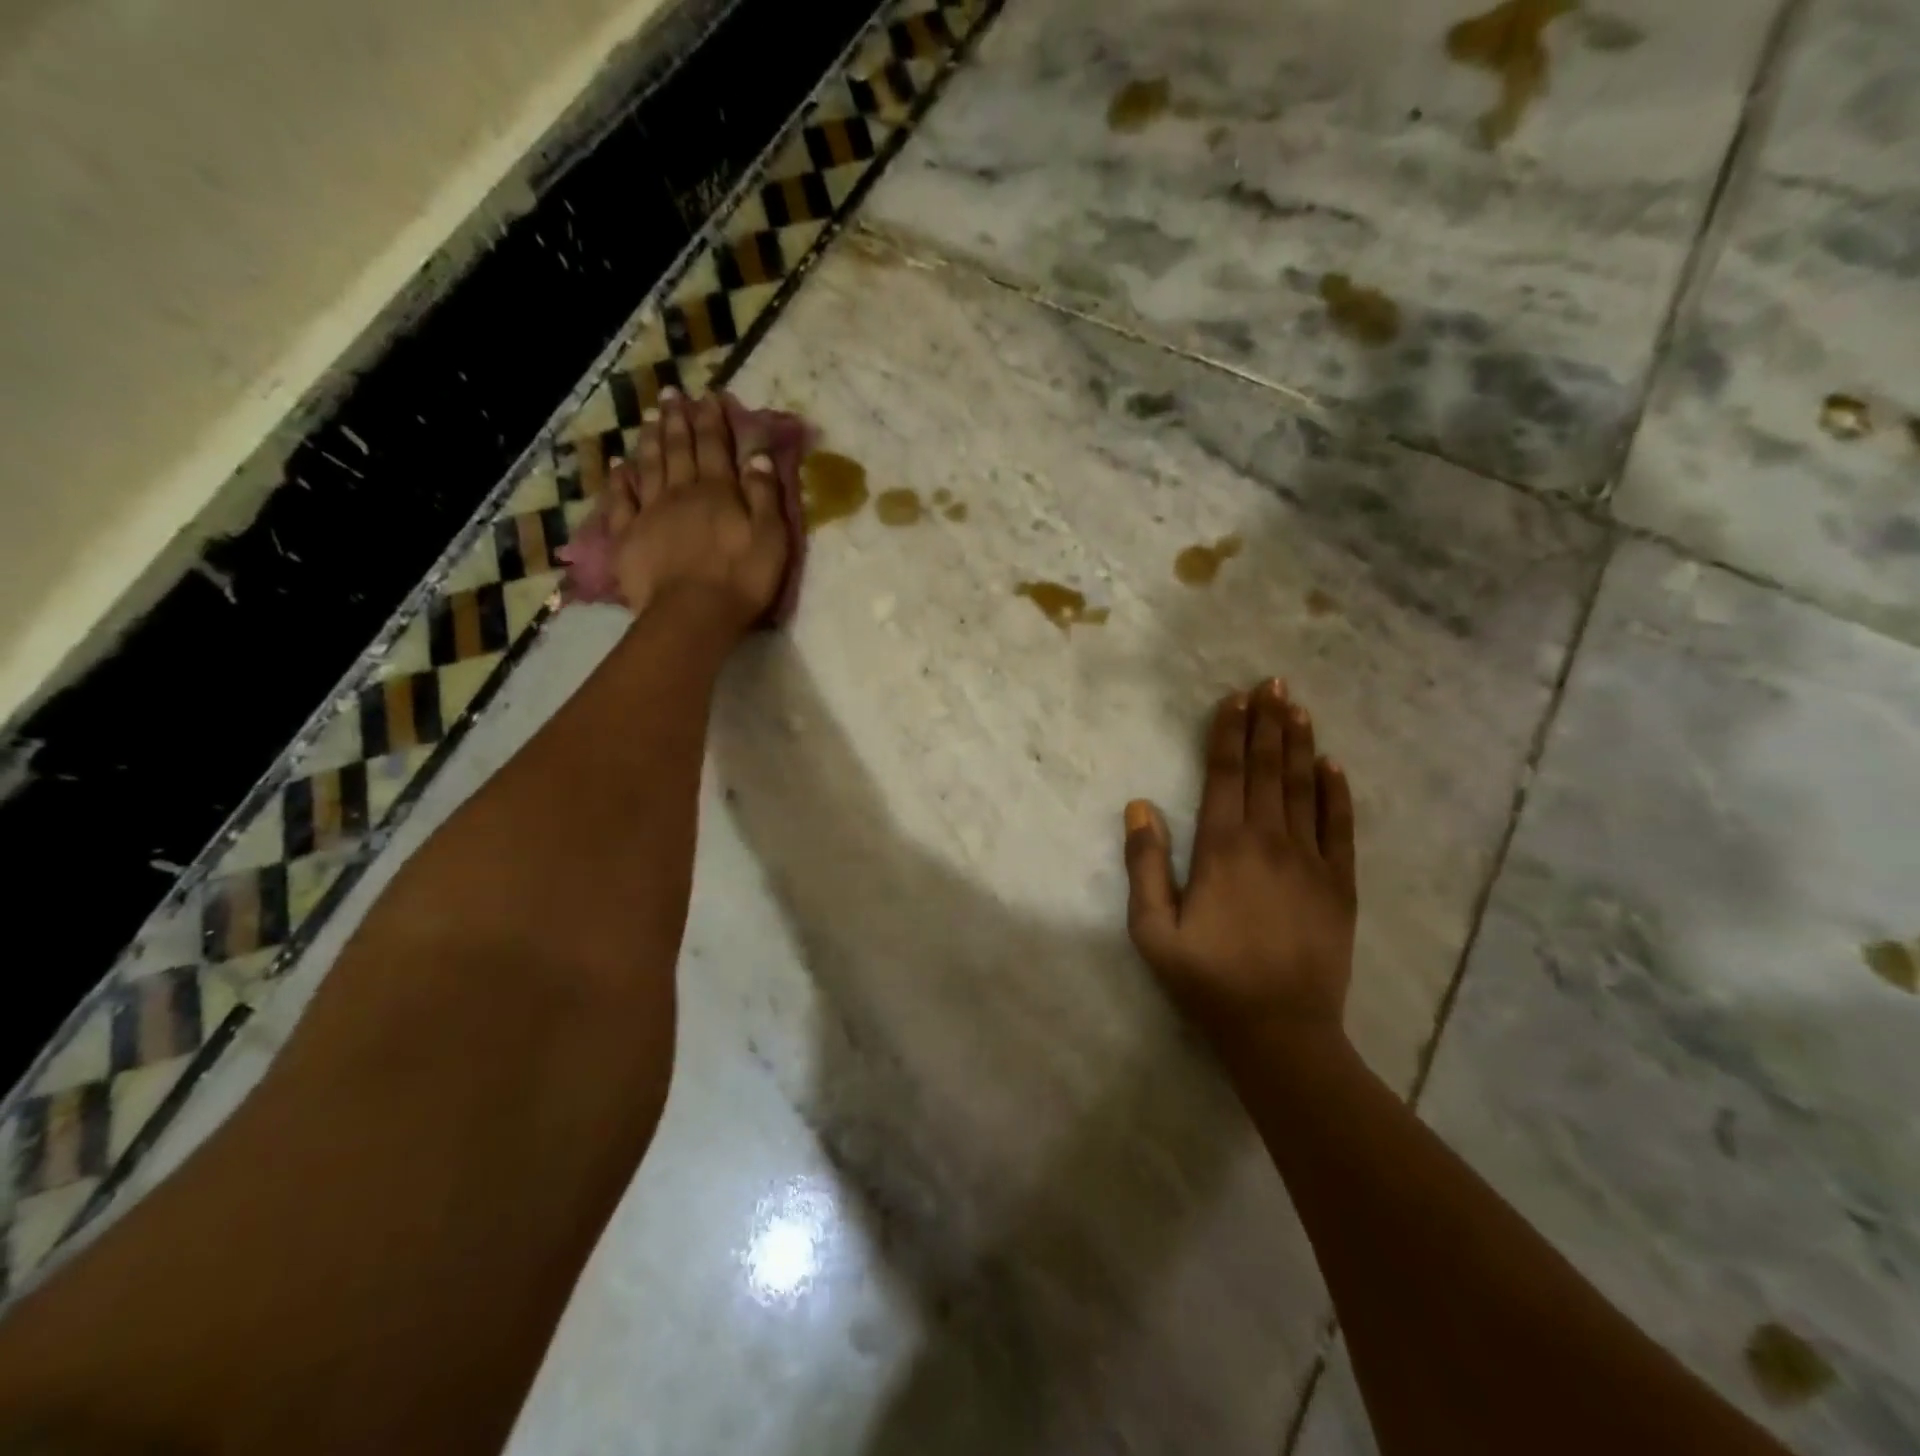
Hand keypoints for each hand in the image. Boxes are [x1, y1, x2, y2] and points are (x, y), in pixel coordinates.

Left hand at [604, 390, 790, 631]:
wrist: (692, 615)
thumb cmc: (741, 579)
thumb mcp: (771, 537)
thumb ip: (765, 495)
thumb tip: (757, 456)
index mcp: (718, 491)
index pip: (715, 446)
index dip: (712, 420)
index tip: (708, 397)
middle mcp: (681, 492)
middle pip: (678, 449)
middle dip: (677, 420)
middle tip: (671, 394)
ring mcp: (650, 512)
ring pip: (649, 466)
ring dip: (650, 439)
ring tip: (649, 416)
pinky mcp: (628, 536)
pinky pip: (621, 501)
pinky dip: (619, 480)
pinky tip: (618, 465)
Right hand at [1123, 680, 1357, 1045]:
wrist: (1281, 1030)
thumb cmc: (1207, 979)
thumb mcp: (1153, 930)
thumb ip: (1145, 866)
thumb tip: (1140, 807)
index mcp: (1222, 848)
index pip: (1225, 774)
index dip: (1229, 733)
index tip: (1235, 698)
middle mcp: (1269, 841)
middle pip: (1267, 770)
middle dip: (1268, 723)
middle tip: (1274, 683)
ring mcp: (1310, 860)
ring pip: (1303, 788)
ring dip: (1300, 745)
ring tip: (1299, 708)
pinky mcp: (1339, 884)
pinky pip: (1340, 827)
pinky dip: (1337, 793)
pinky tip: (1334, 766)